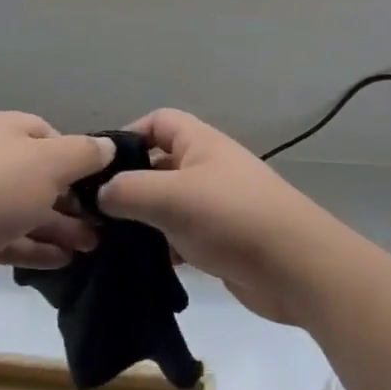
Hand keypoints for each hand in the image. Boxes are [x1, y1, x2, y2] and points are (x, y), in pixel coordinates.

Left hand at [0, 112, 113, 301]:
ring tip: (92, 246)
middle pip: (34, 174)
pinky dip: (34, 247)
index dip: (73, 154)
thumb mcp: (51, 162)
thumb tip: (107, 146)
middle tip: (101, 222)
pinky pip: (7, 238)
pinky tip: (63, 262)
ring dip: (58, 226)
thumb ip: (83, 153)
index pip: (43, 132)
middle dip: (70, 198)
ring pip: (22, 209)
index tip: (96, 179)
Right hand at [97, 108, 342, 324]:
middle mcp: (207, 167)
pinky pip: (181, 235)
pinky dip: (161, 246)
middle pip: (159, 163)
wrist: (298, 268)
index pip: (158, 121)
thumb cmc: (233, 218)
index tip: (98, 166)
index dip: (128, 135)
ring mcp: (215, 205)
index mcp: (199, 143)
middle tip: (92, 210)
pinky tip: (139, 265)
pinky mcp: (220, 240)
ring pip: (167, 203)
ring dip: (142, 219)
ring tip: (106, 241)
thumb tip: (100, 194)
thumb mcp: (172, 197)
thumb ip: (128, 191)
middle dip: (128, 183)